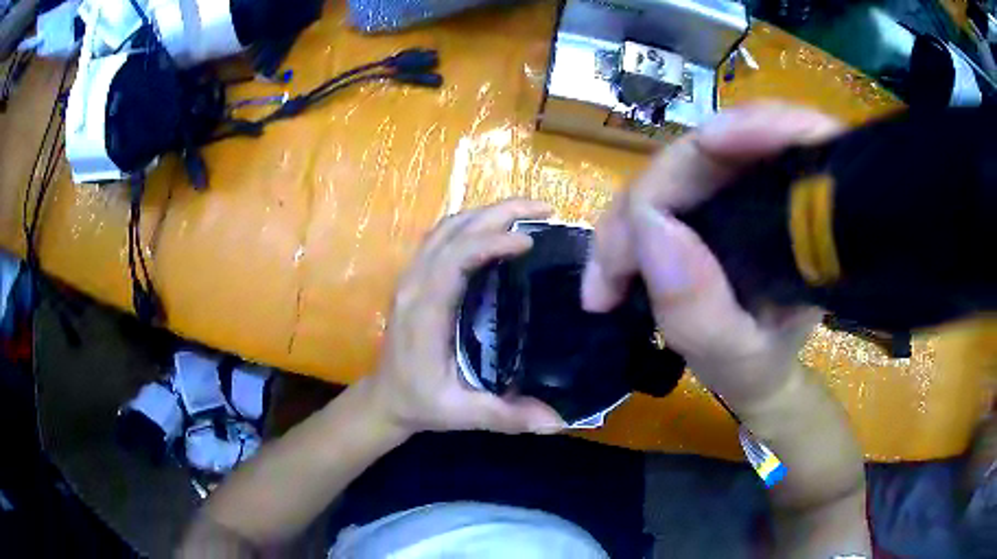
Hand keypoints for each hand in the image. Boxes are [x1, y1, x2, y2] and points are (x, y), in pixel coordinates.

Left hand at [367, 199, 564, 435]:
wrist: (385, 398)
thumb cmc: (421, 403)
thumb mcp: (461, 414)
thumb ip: (506, 416)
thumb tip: (558, 421)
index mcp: (424, 312)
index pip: (454, 259)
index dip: (491, 242)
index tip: (531, 241)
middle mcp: (414, 285)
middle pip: (452, 230)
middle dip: (499, 213)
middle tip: (546, 209)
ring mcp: (411, 277)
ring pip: (445, 227)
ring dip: (486, 213)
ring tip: (528, 213)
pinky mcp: (415, 277)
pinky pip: (441, 237)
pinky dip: (472, 224)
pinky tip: (497, 230)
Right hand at [582, 102, 843, 407]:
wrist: (758, 371)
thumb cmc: (761, 368)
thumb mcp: (737, 360)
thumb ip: (702, 311)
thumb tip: (650, 225)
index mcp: (813, 223)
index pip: (797, 139)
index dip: (753, 128)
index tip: (705, 148)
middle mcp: (780, 189)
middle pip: (712, 150)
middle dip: (652, 195)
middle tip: (609, 270)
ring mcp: (740, 185)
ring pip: (677, 166)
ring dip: (631, 214)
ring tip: (606, 278)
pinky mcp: (711, 194)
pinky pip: (662, 186)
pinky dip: (630, 219)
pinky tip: (614, 257)